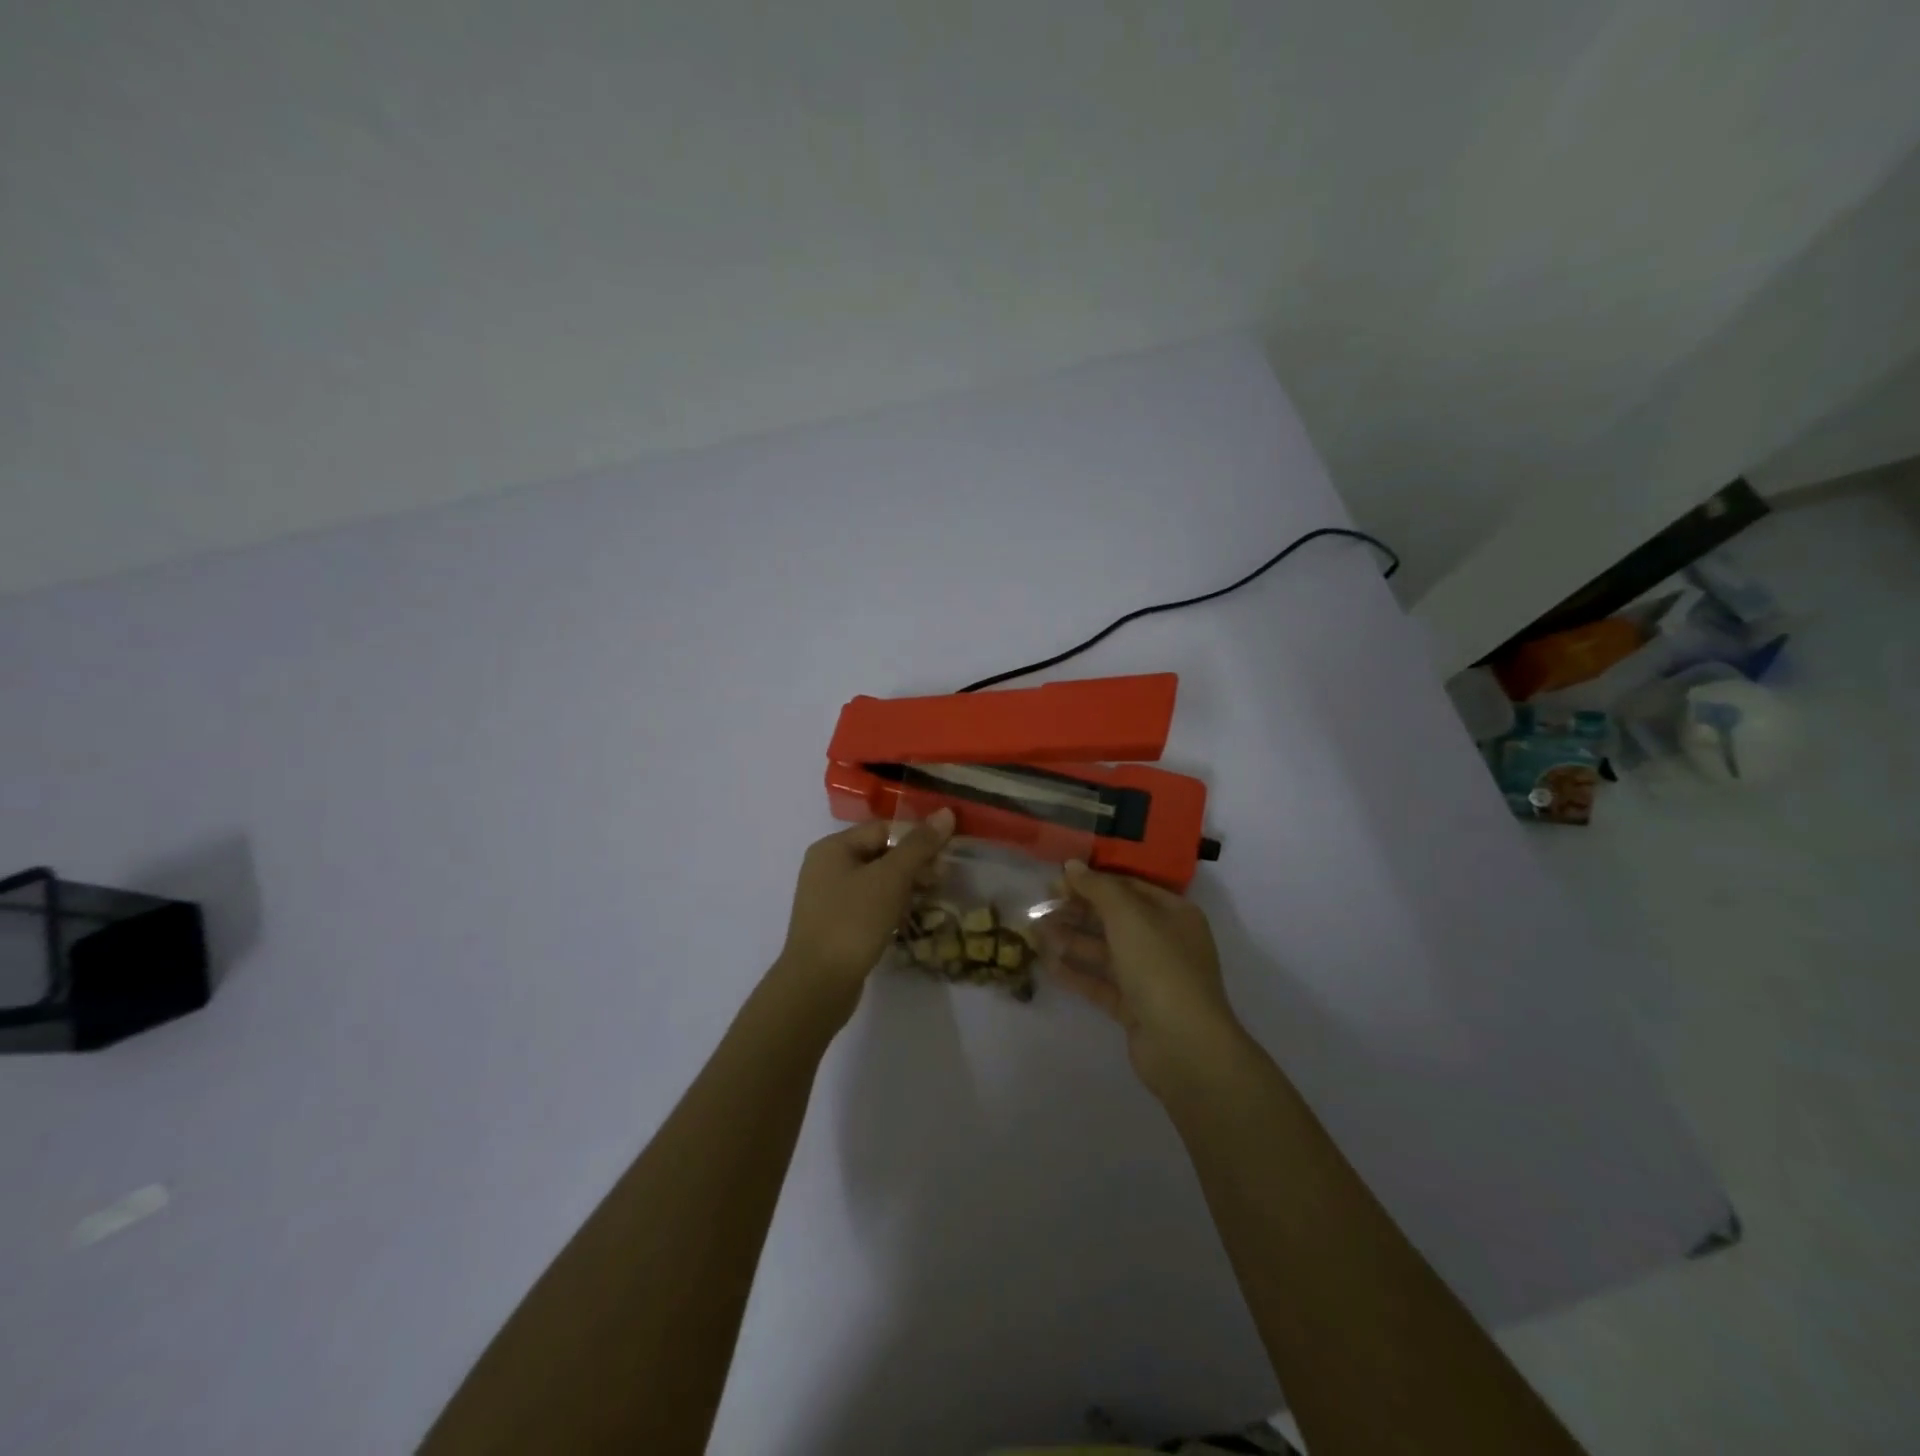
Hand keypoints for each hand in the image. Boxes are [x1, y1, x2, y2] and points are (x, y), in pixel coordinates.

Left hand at [772, 809, 954, 1022]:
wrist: (817, 985)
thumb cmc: (853, 922)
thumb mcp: (890, 878)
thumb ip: (919, 845)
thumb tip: (946, 812)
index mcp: (832, 847)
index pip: (883, 828)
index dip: (916, 837)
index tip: (946, 854)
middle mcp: (826, 867)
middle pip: (880, 853)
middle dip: (913, 863)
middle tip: (942, 880)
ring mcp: (828, 898)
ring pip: (876, 881)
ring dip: (905, 886)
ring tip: (931, 899)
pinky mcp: (835, 925)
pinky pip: (869, 905)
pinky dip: (891, 906)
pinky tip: (908, 919)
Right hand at [1040, 860, 1247, 1097]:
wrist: (1184, 1045)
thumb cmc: (1160, 967)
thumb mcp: (1128, 916)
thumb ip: (1098, 888)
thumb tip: (1071, 865)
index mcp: (1174, 914)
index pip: (1128, 887)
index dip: (1093, 881)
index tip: (1057, 880)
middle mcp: (1165, 941)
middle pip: (1114, 919)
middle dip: (1077, 911)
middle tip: (1040, 906)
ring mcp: (1151, 977)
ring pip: (1105, 951)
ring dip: (1071, 940)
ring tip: (1035, 932)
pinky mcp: (1135, 1008)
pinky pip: (1101, 983)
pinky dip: (1077, 973)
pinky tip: (1048, 964)